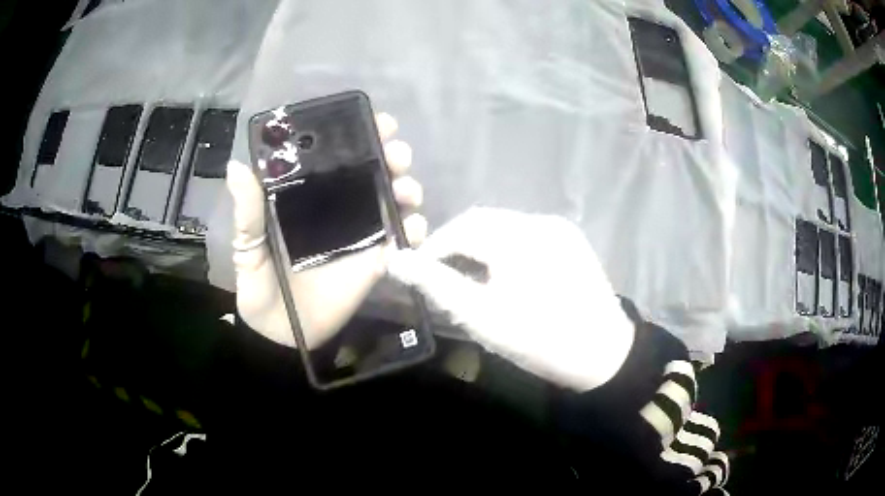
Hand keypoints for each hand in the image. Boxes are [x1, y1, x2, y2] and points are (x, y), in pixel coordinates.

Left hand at [227, 113, 426, 348]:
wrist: (282, 332)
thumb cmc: (260, 285)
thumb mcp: (248, 246)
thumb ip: (248, 211)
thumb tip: (236, 166)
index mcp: (309, 196)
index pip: (336, 157)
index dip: (359, 135)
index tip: (376, 121)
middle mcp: (339, 207)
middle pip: (373, 172)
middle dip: (392, 156)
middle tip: (396, 154)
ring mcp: (361, 233)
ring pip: (393, 199)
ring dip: (407, 187)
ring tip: (405, 190)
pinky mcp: (376, 259)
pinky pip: (402, 239)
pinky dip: (414, 229)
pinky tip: (412, 226)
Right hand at [387, 207, 635, 391]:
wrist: (604, 355)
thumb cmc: (540, 339)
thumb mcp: (481, 316)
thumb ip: (436, 285)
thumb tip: (397, 260)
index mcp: (518, 236)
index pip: (460, 228)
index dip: (433, 248)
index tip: (418, 273)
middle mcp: (539, 221)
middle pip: (483, 222)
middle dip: (456, 245)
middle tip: (442, 276)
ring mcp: (560, 228)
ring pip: (505, 227)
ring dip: (480, 246)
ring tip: (471, 277)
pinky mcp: (572, 240)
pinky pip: (526, 235)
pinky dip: (505, 249)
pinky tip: (505, 274)